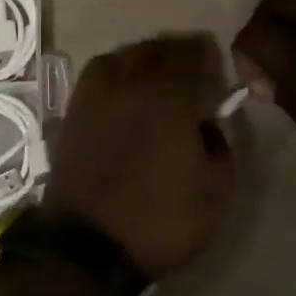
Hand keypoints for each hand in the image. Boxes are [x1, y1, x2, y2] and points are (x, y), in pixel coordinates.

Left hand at [45, 33, 236, 279]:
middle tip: (193, 71)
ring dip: (145, 58)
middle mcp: (130, 82)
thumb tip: (207, 122)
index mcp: (169, 95)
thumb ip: (221, 145)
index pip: (193, 55)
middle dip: (179, 53)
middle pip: (157, 49)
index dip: (209, 56)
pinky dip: (116, 72)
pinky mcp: (73, 111)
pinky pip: (99, 74)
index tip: (218, 69)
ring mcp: (95, 94)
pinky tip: (125, 92)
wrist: (88, 246)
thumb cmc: (161, 218)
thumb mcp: (216, 190)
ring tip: (158, 78)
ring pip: (124, 55)